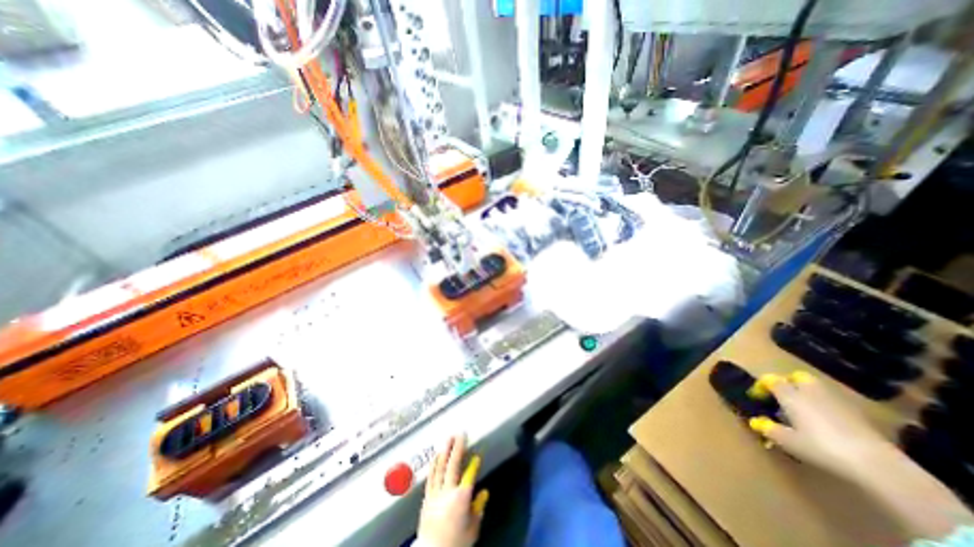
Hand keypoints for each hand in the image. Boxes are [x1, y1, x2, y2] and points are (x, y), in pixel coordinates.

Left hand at [413, 437, 485, 546]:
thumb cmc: (455, 543)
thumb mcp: (472, 529)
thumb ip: (478, 509)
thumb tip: (484, 493)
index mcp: (461, 498)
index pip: (469, 475)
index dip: (474, 465)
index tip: (478, 455)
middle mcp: (448, 491)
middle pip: (453, 465)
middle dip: (458, 448)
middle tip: (461, 434)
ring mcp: (436, 493)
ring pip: (441, 467)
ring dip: (446, 450)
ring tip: (449, 438)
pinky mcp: (427, 497)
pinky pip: (431, 476)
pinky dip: (434, 464)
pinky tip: (436, 455)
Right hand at [752, 370, 895, 480]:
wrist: (877, 464)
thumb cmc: (821, 448)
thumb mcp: (787, 441)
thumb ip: (769, 429)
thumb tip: (757, 422)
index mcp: (790, 395)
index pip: (771, 380)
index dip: (762, 386)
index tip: (757, 397)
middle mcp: (810, 392)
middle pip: (797, 377)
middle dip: (788, 383)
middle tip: (783, 397)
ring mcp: (836, 401)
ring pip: (817, 388)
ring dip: (807, 393)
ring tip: (803, 410)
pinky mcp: (858, 414)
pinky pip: (833, 402)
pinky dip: (825, 406)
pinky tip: (826, 423)